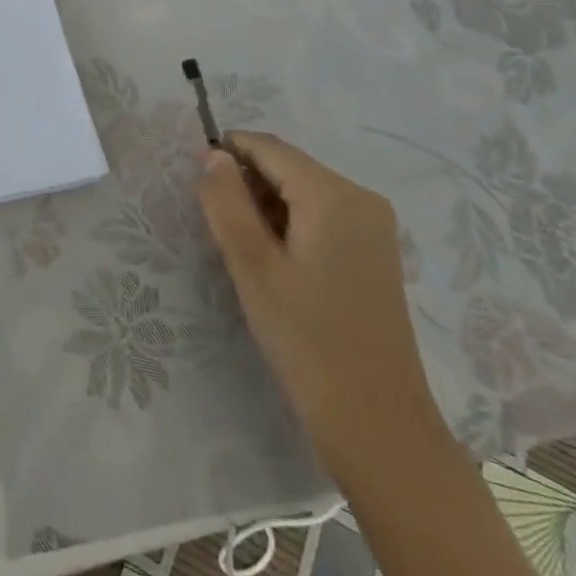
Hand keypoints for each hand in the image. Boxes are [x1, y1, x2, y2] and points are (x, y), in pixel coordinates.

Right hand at [196, 131, 448, 479]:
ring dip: (267, 206)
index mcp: (332, 193)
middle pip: (287, 167)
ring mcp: (374, 225)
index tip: (196, 181)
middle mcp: (360, 196)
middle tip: (219, 229)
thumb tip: (212, 154)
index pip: (268, 147)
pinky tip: (278, 265)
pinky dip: (292, 224)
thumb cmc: (307, 341)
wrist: (379, 428)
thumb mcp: (252, 266)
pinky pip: (322, 215)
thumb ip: (226, 201)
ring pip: (303, 191)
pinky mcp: (376, 252)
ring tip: (246, 253)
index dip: (228, 153)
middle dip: (248, 184)